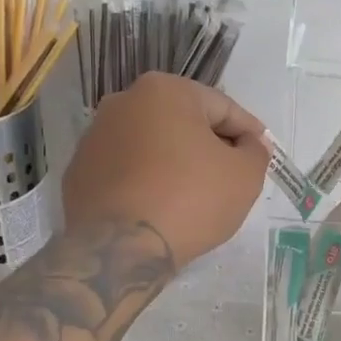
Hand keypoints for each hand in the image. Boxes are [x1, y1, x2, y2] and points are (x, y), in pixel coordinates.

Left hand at [62, 73, 268, 266]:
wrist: (120, 249)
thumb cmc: (190, 199)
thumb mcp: (245, 175)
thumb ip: (255, 151)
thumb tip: (248, 145)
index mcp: (165, 91)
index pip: (222, 108)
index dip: (248, 132)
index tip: (261, 153)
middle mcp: (123, 102)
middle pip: (183, 122)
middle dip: (209, 145)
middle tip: (231, 176)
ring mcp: (94, 138)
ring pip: (151, 146)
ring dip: (175, 162)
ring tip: (195, 196)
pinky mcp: (78, 173)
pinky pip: (126, 171)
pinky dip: (146, 182)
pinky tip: (161, 208)